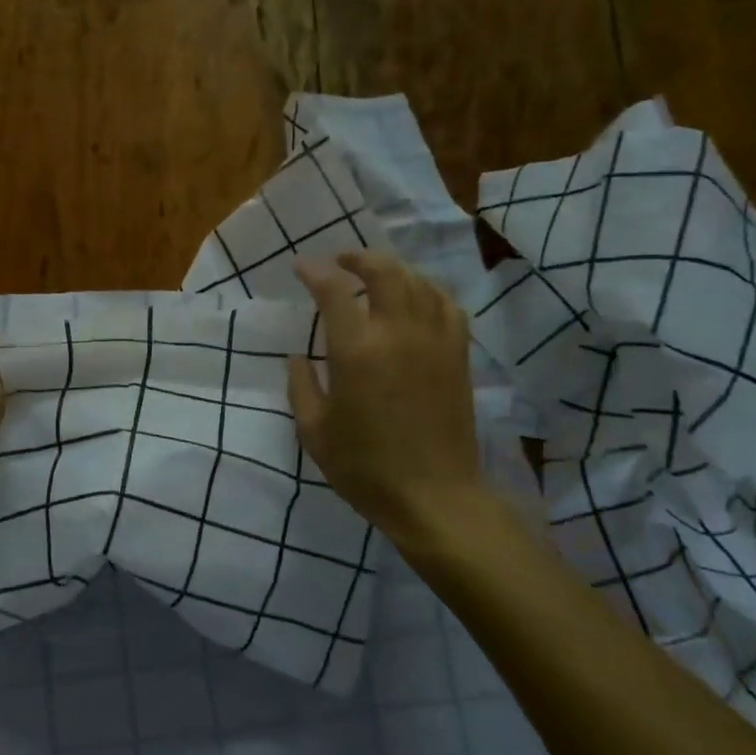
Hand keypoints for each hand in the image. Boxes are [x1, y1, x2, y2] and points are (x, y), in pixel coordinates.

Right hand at [286, 251, 483, 547]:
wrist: (433, 496)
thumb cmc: (365, 468)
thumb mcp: (314, 432)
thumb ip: (301, 387)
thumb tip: (298, 357)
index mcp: (356, 351)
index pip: (334, 291)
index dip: (315, 272)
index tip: (301, 268)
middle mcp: (397, 333)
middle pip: (384, 271)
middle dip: (359, 258)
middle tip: (341, 262)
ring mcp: (434, 341)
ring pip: (418, 282)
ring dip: (393, 270)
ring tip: (376, 276)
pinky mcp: (458, 355)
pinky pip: (447, 305)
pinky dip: (428, 291)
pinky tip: (417, 299)